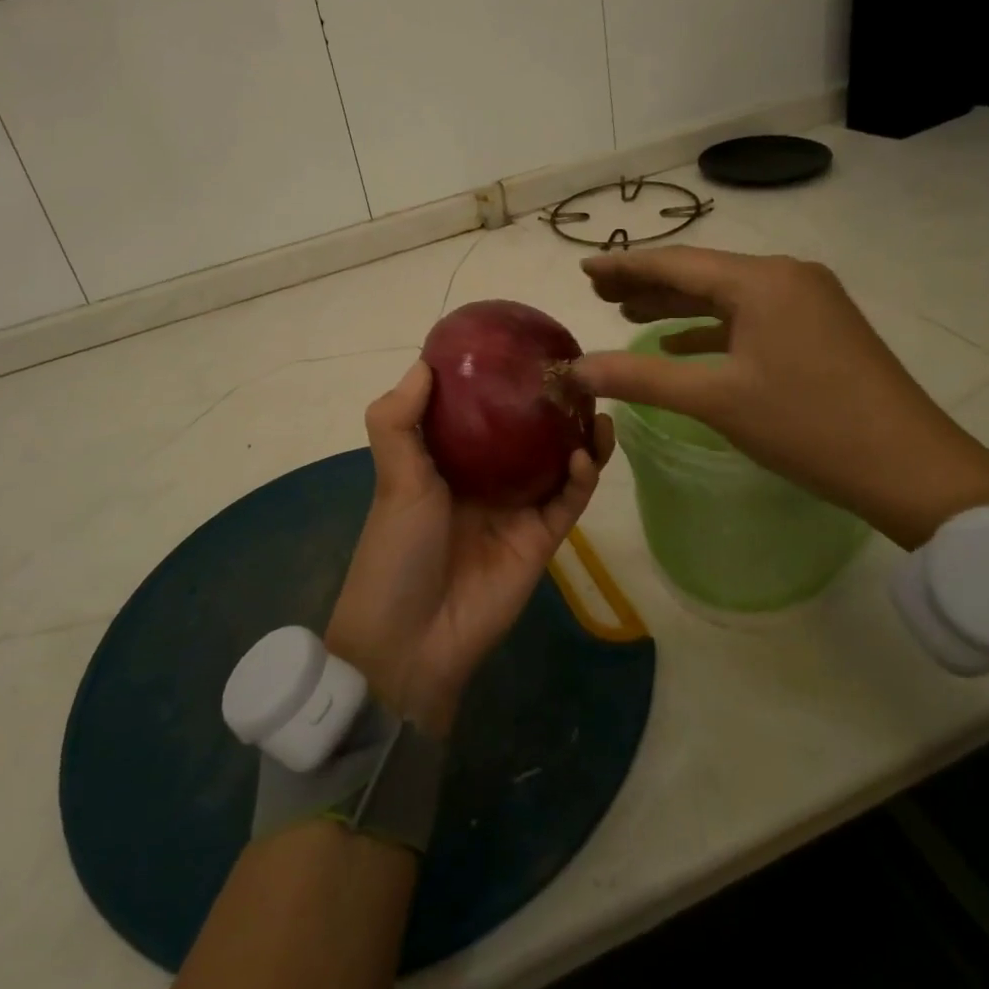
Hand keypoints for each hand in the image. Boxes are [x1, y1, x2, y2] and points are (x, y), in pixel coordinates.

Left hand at [326, 361, 613, 737]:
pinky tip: (586, 451)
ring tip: (596, 408)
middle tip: (575, 377)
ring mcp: (516, 509)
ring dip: (578, 437)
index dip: (498, 383)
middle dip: (550, 408)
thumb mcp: (393, 476)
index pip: (479, 412)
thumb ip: (399, 420)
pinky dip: (582, 477)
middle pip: (526, 435)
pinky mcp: (541, 538)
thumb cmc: (398, 548)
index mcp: (447, 461)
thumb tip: (424, 363)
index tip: (521, 349)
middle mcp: (485, 479)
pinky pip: (569, 501)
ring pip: (557, 464)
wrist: (412, 639)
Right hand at [571, 246, 988, 546]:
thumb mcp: (716, 400)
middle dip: (647, 282)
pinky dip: (712, 327)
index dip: (624, 266)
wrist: (912, 468)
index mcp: (761, 281)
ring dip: (678, 304)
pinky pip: (752, 316)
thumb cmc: (808, 426)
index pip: (675, 263)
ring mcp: (809, 300)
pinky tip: (680, 343)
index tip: (584, 268)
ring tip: (627, 311)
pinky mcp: (820, 327)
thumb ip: (640, 378)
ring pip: (726, 295)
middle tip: (598, 291)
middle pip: (701, 273)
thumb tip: (576, 369)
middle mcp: (786, 276)